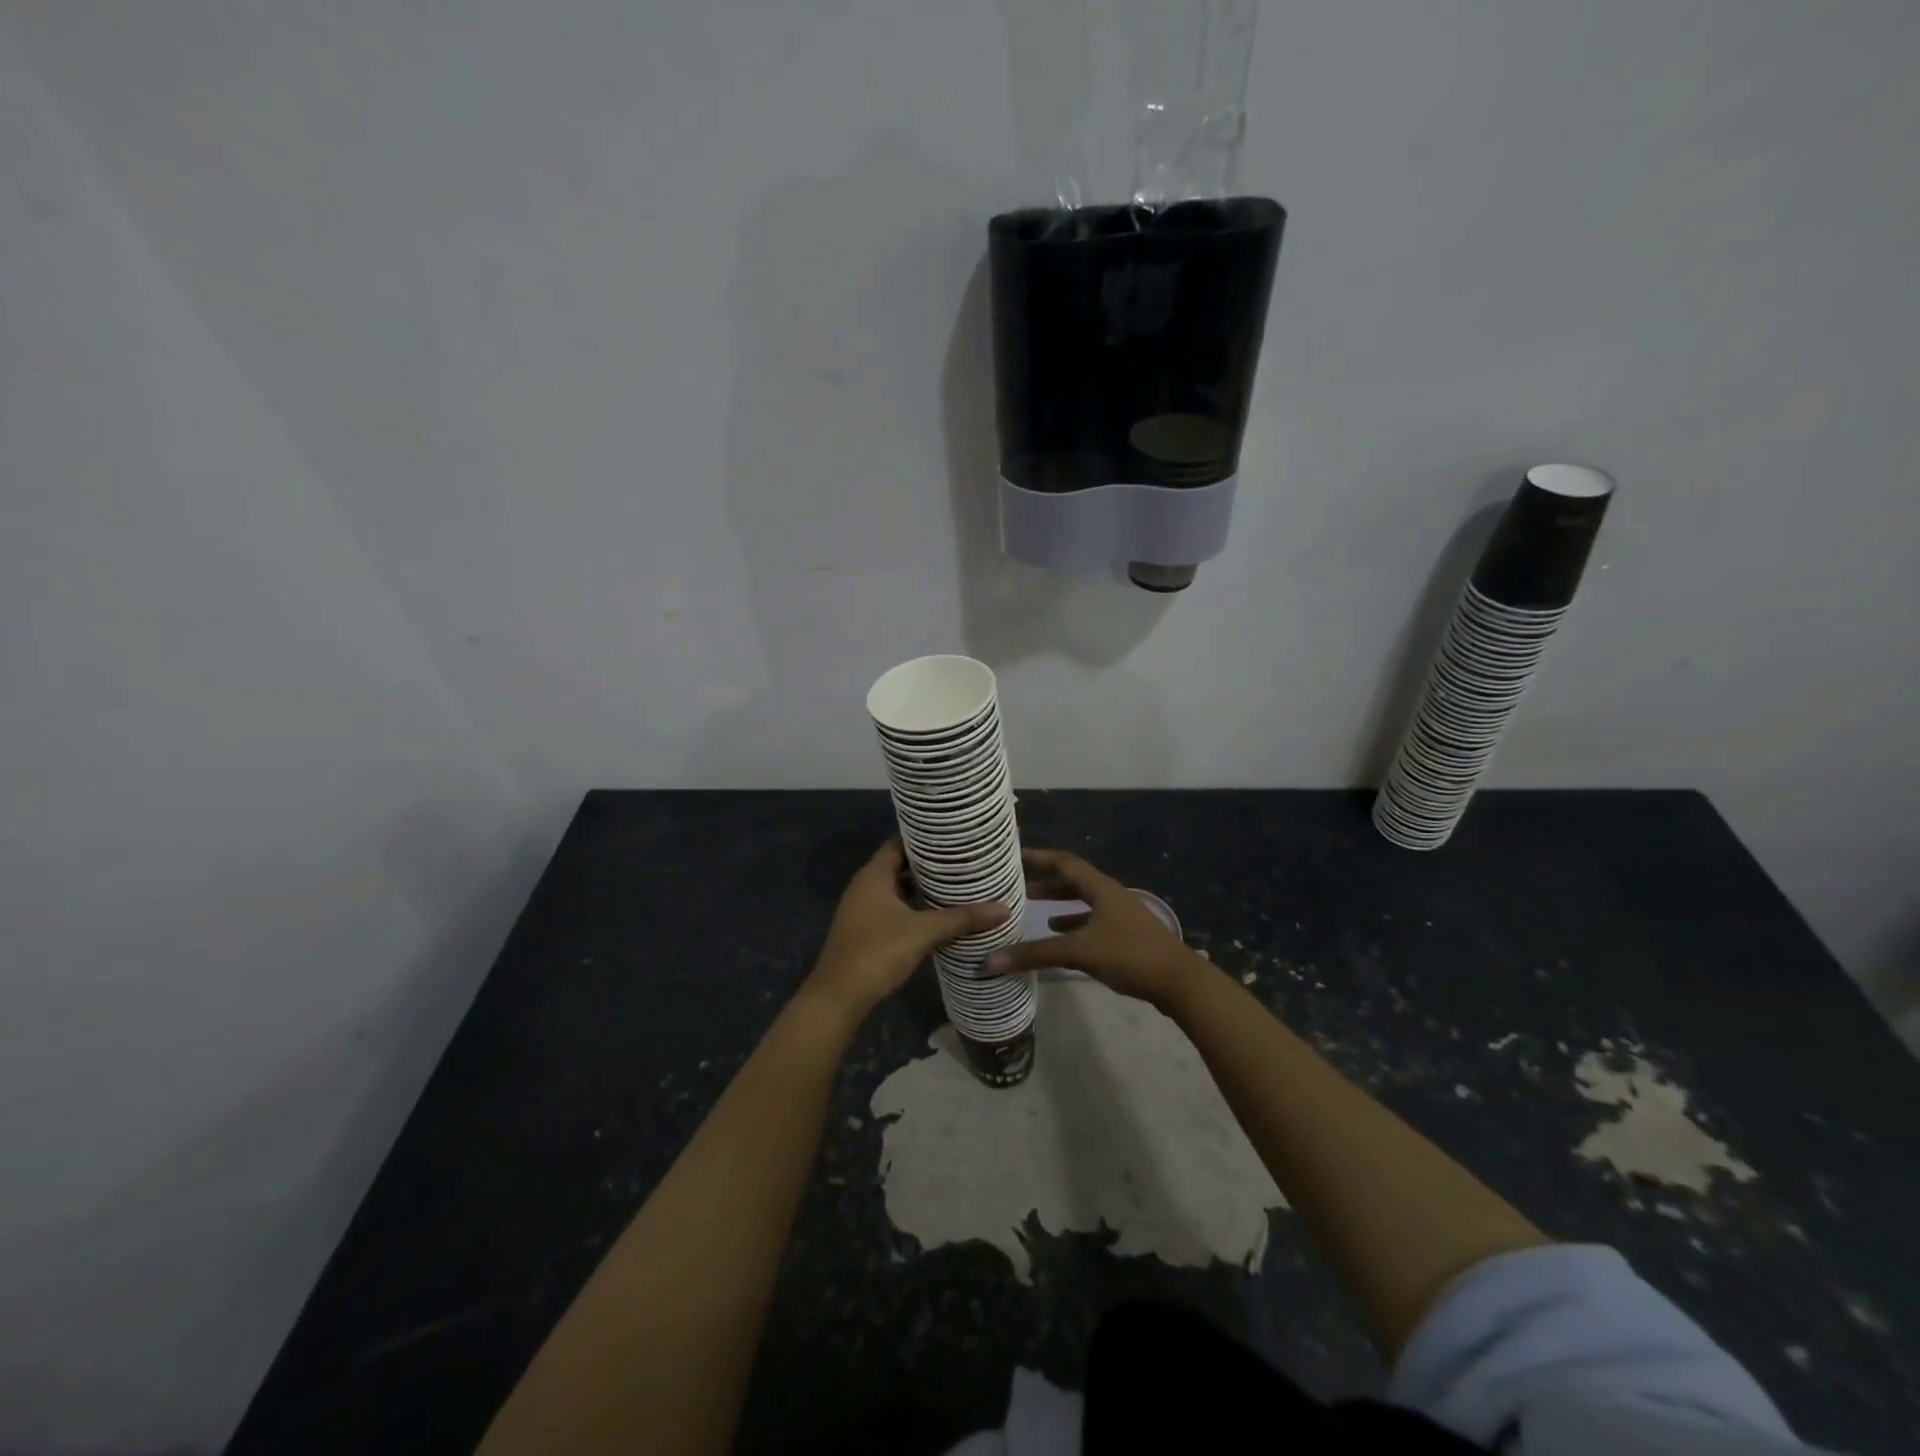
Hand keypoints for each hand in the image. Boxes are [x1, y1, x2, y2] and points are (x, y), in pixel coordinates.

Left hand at [805, 840, 1008, 1022]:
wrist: (839, 997)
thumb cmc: (877, 951)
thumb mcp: (923, 932)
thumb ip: (961, 918)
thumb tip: (1003, 909)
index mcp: (873, 875)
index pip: (900, 843)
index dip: (926, 838)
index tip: (954, 836)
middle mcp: (865, 886)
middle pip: (901, 866)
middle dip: (930, 865)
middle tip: (964, 861)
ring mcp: (864, 910)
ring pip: (898, 890)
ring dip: (923, 889)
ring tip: (959, 885)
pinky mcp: (867, 931)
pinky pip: (895, 910)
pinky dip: (915, 909)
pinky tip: (940, 916)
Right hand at [986, 848, 1211, 1010]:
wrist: (1180, 982)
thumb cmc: (1129, 955)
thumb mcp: (1079, 952)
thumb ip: (1036, 954)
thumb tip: (990, 960)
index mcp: (1101, 888)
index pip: (1065, 862)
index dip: (1040, 857)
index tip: (1016, 855)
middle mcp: (1111, 896)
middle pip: (1075, 883)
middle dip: (1049, 885)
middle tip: (1022, 890)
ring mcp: (1122, 916)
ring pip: (1086, 904)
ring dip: (1062, 907)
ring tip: (1038, 915)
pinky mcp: (1128, 937)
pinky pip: (1094, 924)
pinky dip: (1076, 928)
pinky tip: (1065, 942)